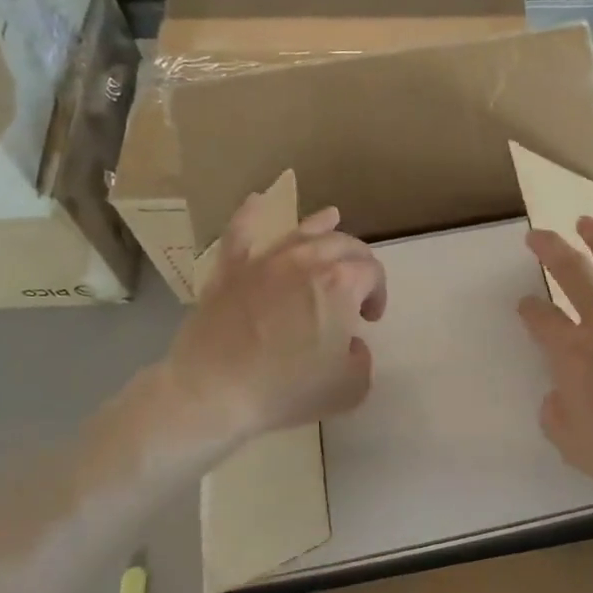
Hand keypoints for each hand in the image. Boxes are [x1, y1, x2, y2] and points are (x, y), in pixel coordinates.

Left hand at [161, 193, 385, 448]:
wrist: (213, 392)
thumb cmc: (287, 391)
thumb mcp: (349, 387)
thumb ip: (361, 358)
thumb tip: (349, 343)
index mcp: (341, 284)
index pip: (373, 273)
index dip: (379, 294)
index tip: (370, 319)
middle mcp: (306, 260)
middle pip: (344, 243)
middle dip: (359, 260)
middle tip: (358, 284)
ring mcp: (265, 260)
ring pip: (301, 230)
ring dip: (322, 224)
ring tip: (332, 217)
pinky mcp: (230, 269)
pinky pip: (241, 231)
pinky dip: (250, 214)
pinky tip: (257, 201)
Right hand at [518, 219, 592, 524]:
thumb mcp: (576, 448)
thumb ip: (557, 416)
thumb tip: (558, 395)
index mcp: (577, 355)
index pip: (542, 321)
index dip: (529, 310)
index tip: (525, 306)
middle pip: (575, 274)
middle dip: (551, 249)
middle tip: (538, 233)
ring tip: (587, 220)